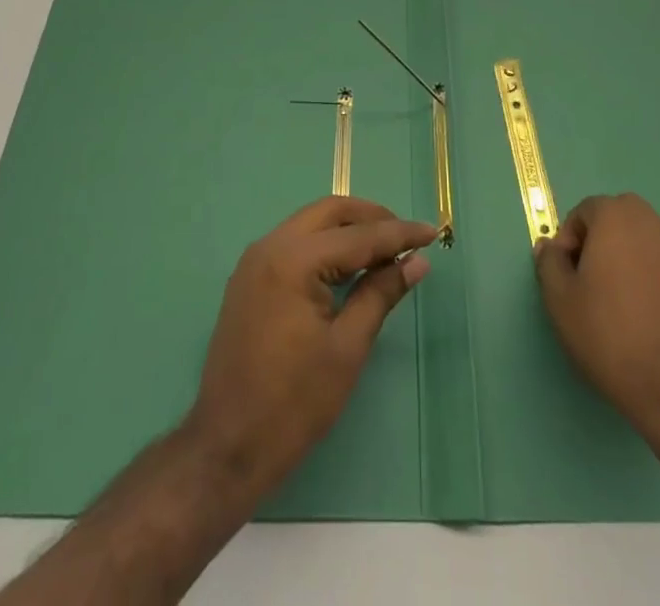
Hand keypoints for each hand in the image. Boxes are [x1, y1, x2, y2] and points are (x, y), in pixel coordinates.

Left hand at [185, 196, 435, 497]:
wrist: (226, 447)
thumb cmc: (293, 403)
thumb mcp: (347, 349)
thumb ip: (380, 294)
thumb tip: (417, 262)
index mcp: (293, 260)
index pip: (358, 236)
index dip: (399, 234)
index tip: (432, 232)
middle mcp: (270, 246)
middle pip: (330, 213)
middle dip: (372, 219)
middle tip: (407, 238)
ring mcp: (254, 261)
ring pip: (311, 224)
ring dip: (348, 230)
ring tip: (385, 251)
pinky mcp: (249, 278)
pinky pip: (294, 243)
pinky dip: (325, 245)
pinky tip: (349, 266)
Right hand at [534, 193, 659, 442]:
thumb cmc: (608, 333)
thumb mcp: (559, 298)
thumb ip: (549, 262)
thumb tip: (550, 246)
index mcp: (616, 217)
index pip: (584, 211)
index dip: (568, 240)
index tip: (565, 275)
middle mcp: (651, 223)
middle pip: (615, 219)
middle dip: (597, 242)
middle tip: (586, 281)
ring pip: (640, 241)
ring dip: (623, 257)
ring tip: (613, 300)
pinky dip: (646, 277)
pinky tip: (641, 315)